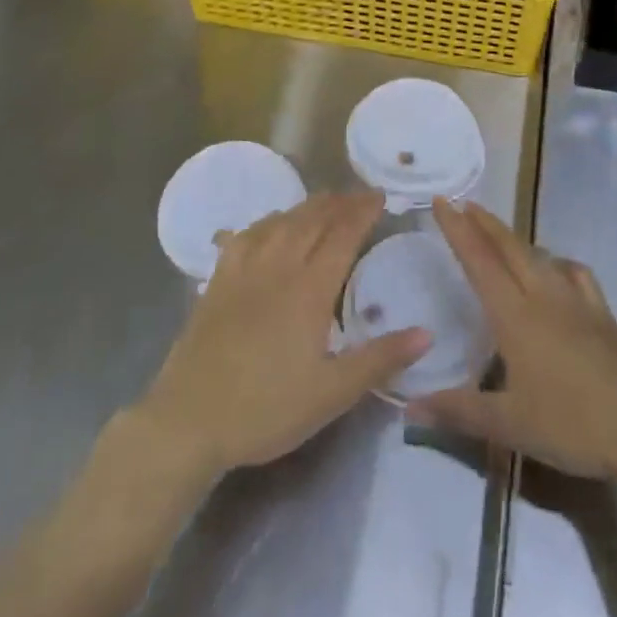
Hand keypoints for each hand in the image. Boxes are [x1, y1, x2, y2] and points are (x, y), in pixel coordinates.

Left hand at [133, 191, 429, 479]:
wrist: (189, 420)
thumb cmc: (266, 409)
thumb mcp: (332, 394)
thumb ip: (380, 359)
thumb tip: (427, 332)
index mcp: (309, 289)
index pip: (343, 235)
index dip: (363, 211)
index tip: (380, 196)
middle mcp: (279, 267)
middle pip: (313, 220)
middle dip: (339, 203)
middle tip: (358, 195)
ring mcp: (244, 270)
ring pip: (280, 222)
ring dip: (306, 207)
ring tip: (324, 202)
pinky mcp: (218, 281)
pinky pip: (246, 236)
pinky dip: (266, 222)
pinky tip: (270, 225)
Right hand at [407, 199, 616, 483]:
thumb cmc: (574, 425)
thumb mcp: (510, 425)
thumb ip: (458, 410)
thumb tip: (410, 406)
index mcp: (516, 315)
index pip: (479, 260)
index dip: (457, 229)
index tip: (442, 201)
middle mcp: (544, 297)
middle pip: (509, 247)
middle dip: (484, 223)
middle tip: (463, 204)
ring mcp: (578, 302)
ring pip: (540, 255)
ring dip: (515, 239)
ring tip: (500, 235)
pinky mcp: (604, 315)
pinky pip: (575, 274)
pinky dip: (558, 262)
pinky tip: (559, 270)